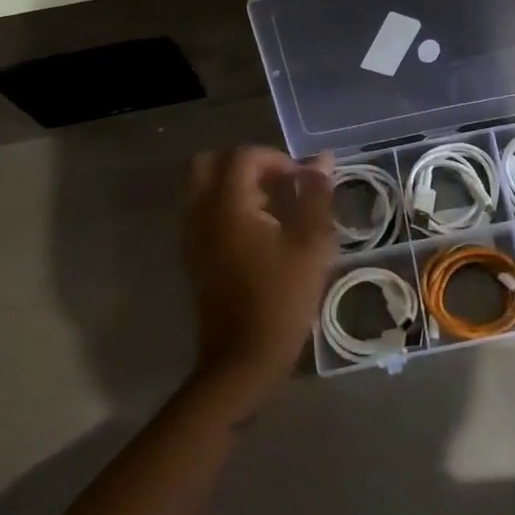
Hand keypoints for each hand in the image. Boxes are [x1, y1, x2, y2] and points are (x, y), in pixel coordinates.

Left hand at [182, 147, 335, 417]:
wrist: (243, 358)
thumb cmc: (282, 298)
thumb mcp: (311, 244)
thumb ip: (316, 196)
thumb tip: (322, 161)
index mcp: (228, 205)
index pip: (243, 156)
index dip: (276, 159)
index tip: (302, 181)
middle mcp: (202, 214)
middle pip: (209, 163)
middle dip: (245, 163)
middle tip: (276, 182)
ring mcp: (192, 236)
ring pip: (202, 188)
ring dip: (234, 184)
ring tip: (271, 206)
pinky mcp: (193, 257)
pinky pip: (201, 212)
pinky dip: (225, 206)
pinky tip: (258, 231)